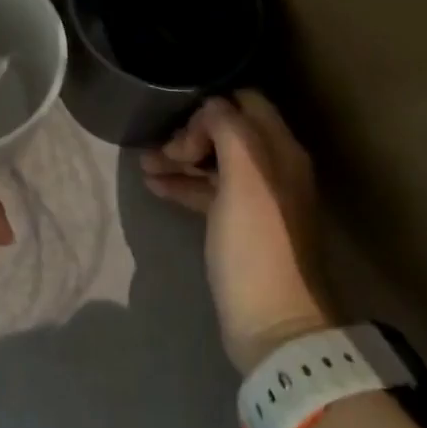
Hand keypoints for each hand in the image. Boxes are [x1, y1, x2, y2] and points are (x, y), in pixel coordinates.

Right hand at [141, 91, 334, 371]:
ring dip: (181, 158)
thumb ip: (228, 130)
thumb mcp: (244, 177)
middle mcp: (273, 168)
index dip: (212, 106)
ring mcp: (256, 199)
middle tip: (161, 152)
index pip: (247, 102)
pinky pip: (209, 192)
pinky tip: (154, 187)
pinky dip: (184, 185)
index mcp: (281, 151)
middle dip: (190, 133)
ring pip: (214, 162)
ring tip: (145, 166)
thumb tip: (210, 107)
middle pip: (228, 131)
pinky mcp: (239, 227)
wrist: (275, 325)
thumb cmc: (257, 244)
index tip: (181, 125)